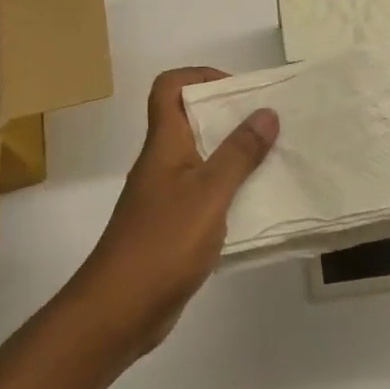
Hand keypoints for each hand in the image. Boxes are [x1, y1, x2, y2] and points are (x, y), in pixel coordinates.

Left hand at [67, 68, 278, 356]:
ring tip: (271, 160)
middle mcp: (162, 162)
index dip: (199, 76)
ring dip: (232, 155)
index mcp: (164, 142)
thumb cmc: (162, 242)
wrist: (118, 312)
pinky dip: (228, 192)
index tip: (237, 90)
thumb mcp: (210, 193)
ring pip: (200, 158)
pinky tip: (254, 206)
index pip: (169, 87)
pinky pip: (203, 194)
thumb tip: (266, 112)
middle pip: (190, 120)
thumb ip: (239, 154)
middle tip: (267, 123)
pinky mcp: (171, 227)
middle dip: (228, 115)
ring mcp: (164, 196)